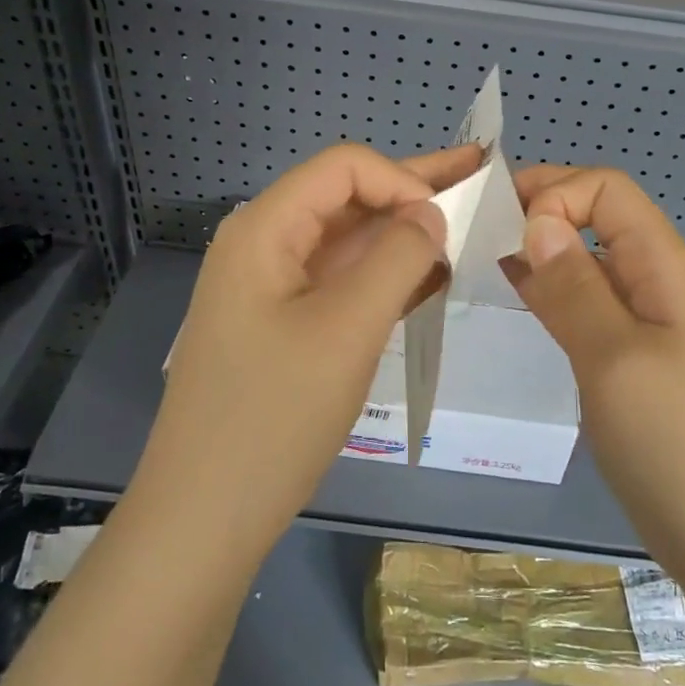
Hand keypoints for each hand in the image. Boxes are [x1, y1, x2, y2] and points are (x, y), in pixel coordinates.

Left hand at [130, 143, 481, 568]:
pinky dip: (386, 275)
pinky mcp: (285, 324)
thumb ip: (397, 259)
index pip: (344, 168)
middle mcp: (265, 244)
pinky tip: (432, 277)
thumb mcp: (347, 329)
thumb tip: (431, 214)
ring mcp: (273, 287)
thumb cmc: (274, 416)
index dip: (401, 179)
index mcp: (264, 228)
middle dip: (413, 190)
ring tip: (466, 227)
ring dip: (404, 234)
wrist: (205, 518)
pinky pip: (342, 282)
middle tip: (479, 178)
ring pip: (349, 241)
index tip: (446, 221)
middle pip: (347, 198)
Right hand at [505, 166, 684, 579]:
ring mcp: (647, 320)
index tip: (507, 232)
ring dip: (540, 251)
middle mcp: (657, 279)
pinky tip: (516, 295)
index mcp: (663, 264)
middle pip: (596, 216)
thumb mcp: (615, 358)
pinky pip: (588, 302)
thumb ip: (573, 285)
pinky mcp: (633, 356)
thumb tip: (537, 219)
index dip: (555, 193)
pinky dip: (550, 289)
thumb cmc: (677, 446)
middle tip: (477, 237)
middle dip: (540, 213)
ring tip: (483, 259)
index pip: (605, 188)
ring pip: (587, 260)